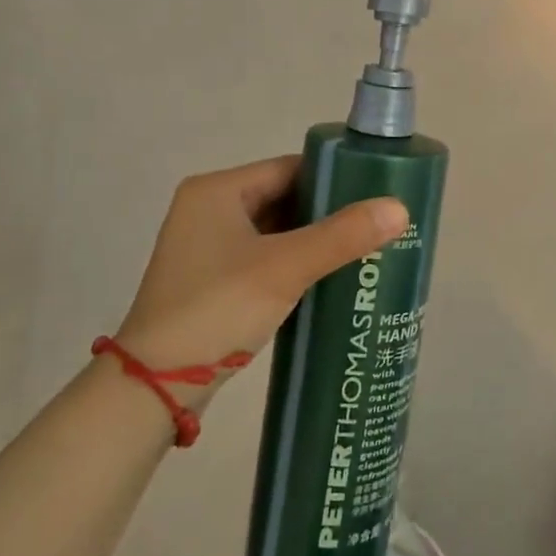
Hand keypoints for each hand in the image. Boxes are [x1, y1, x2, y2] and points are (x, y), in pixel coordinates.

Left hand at [115, 156, 407, 405]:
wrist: (155, 386)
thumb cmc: (218, 308)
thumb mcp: (285, 268)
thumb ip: (342, 236)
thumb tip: (400, 208)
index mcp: (217, 190)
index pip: (289, 168)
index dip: (333, 178)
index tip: (374, 195)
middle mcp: (207, 209)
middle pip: (282, 197)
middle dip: (326, 213)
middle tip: (374, 225)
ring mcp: (205, 247)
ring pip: (274, 230)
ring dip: (311, 240)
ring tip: (361, 250)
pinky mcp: (209, 280)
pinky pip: (262, 257)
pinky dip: (292, 263)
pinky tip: (326, 278)